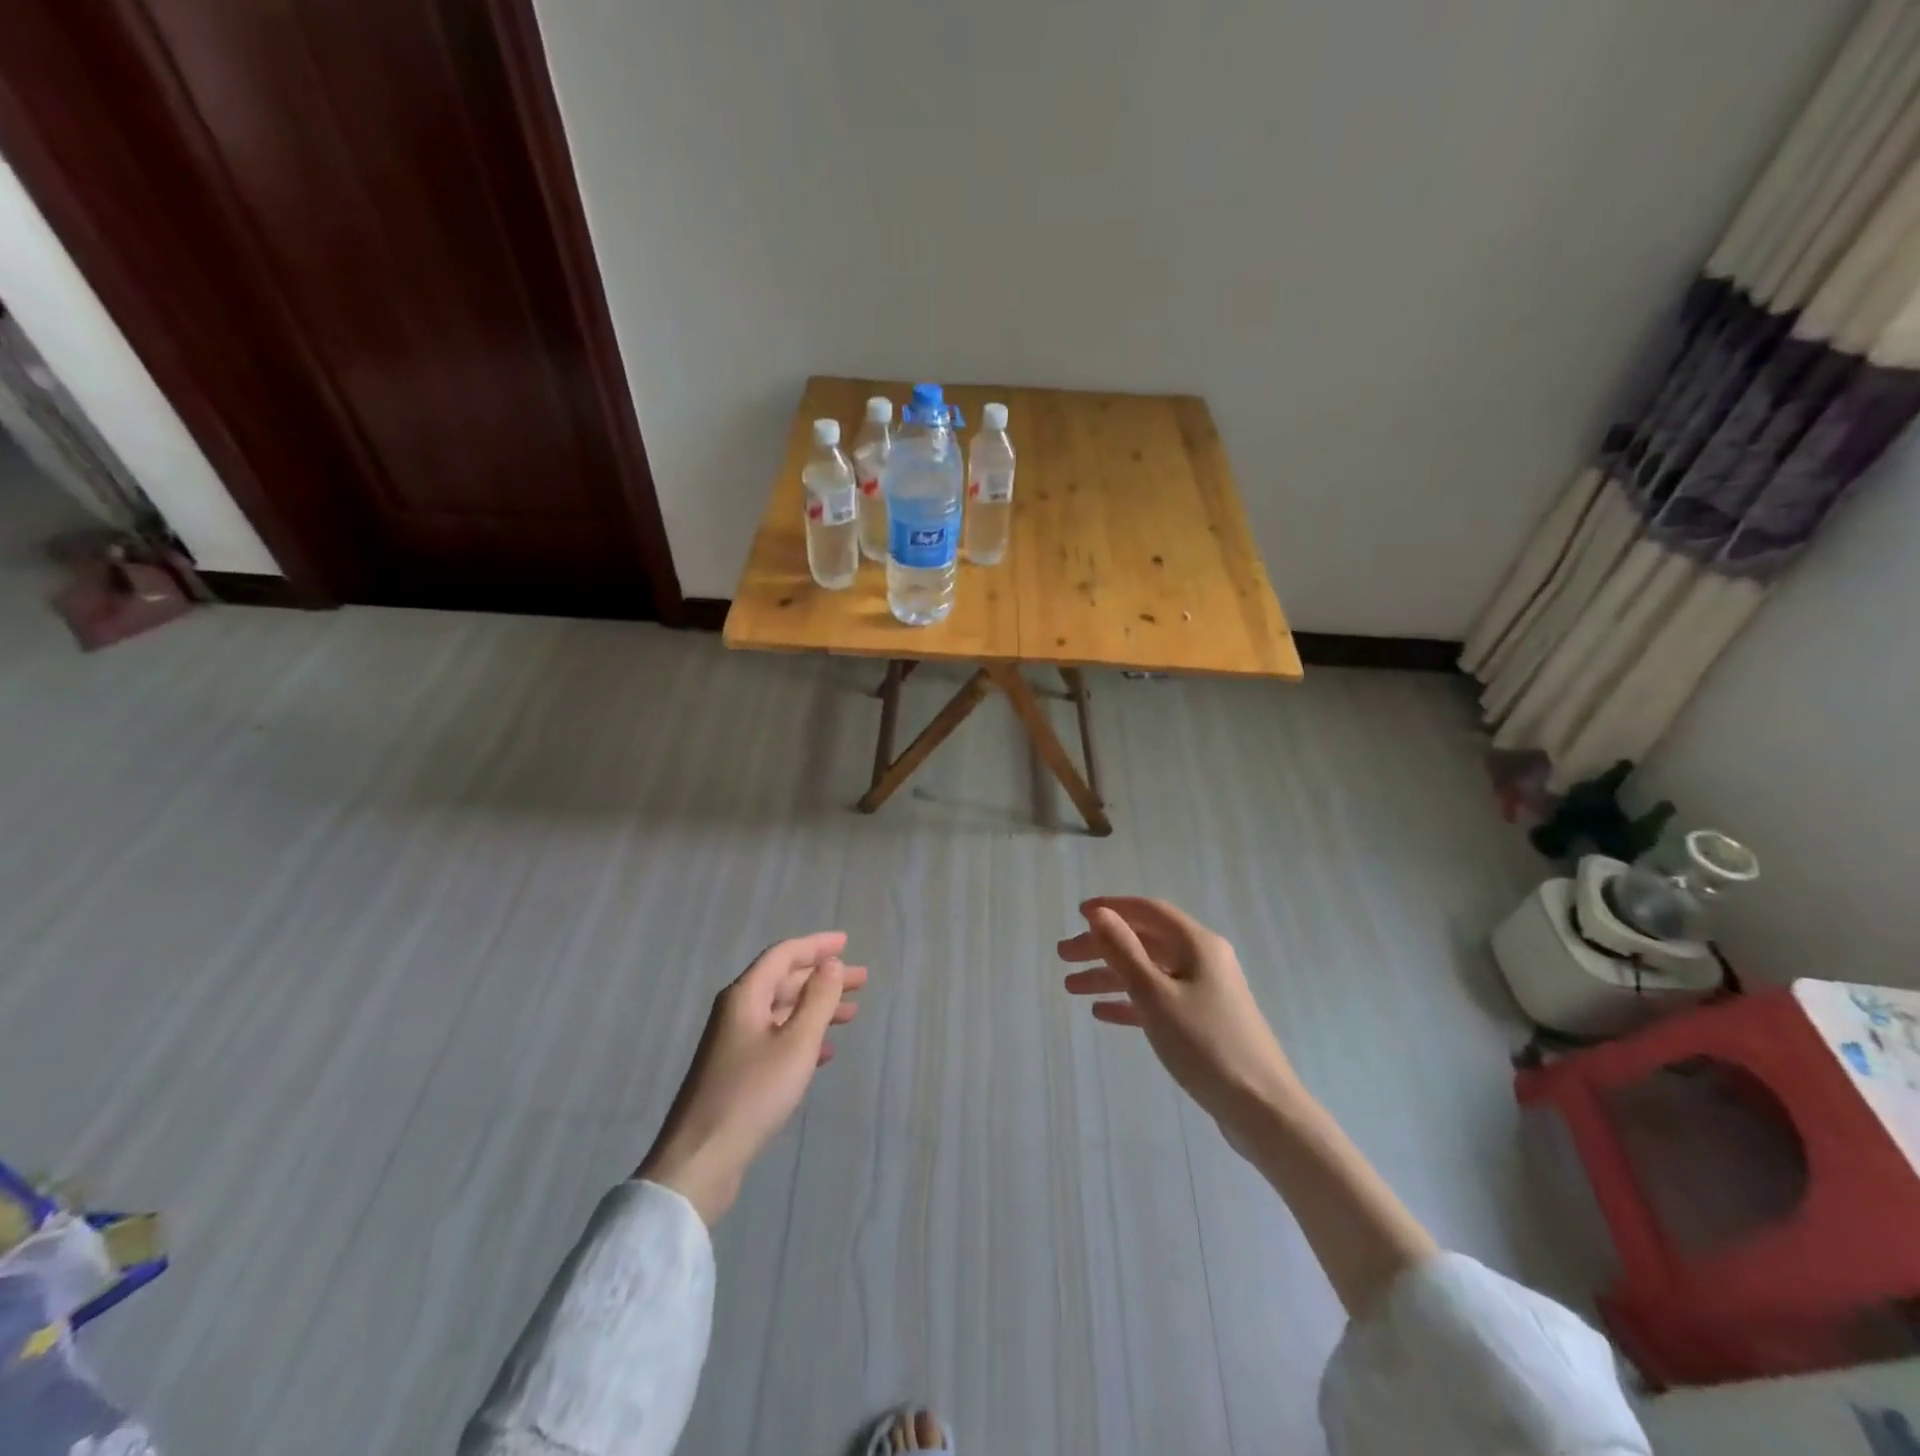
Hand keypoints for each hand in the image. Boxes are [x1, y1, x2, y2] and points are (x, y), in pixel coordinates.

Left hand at [637, 932, 865, 1225]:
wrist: (701, 1160)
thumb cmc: (753, 1093)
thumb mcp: (796, 1043)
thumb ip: (818, 999)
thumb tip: (831, 964)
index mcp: (745, 996)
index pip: (784, 955)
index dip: (816, 946)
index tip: (847, 943)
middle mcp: (737, 1011)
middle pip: (784, 981)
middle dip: (823, 978)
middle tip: (861, 981)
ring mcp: (734, 1043)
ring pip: (782, 1011)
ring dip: (816, 1008)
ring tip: (852, 1014)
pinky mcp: (736, 1072)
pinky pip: (776, 1039)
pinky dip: (802, 1037)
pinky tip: (825, 1052)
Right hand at [1059, 898, 1300, 1129]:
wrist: (1262, 1109)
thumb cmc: (1206, 1045)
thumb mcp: (1156, 995)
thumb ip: (1124, 952)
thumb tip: (1099, 913)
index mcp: (1197, 944)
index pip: (1148, 911)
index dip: (1111, 908)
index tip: (1077, 914)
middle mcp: (1202, 959)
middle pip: (1144, 941)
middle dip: (1102, 946)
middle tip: (1063, 956)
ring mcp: (1205, 991)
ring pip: (1148, 972)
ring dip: (1110, 976)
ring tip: (1071, 988)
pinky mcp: (1204, 1021)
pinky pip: (1159, 1000)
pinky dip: (1130, 1001)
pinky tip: (1101, 1012)